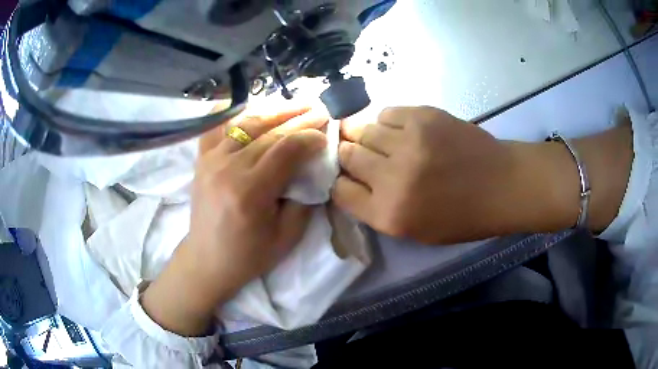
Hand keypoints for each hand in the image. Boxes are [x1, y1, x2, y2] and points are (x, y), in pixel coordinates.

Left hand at [143, 106, 327, 335]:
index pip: (286, 150)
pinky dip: (233, 114)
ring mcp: (211, 160)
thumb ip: (304, 200)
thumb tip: (313, 169)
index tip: (326, 133)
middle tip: (320, 108)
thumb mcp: (287, 237)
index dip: (310, 137)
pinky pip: (217, 128)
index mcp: (251, 191)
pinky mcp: (202, 160)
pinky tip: (249, 105)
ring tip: (296, 104)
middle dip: (299, 118)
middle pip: (269, 132)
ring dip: (275, 111)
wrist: (207, 260)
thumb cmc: (249, 255)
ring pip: (247, 124)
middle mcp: (229, 168)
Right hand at [333, 106, 631, 244]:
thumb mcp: (415, 230)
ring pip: (362, 129)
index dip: (339, 180)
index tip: (347, 176)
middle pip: (347, 155)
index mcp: (390, 214)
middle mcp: (392, 178)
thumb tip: (351, 179)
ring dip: (364, 134)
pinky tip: (400, 129)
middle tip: (359, 154)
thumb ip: (377, 208)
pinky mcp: (423, 116)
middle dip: (348, 155)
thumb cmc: (462, 216)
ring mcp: (408, 142)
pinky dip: (387, 121)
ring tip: (380, 139)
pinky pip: (386, 112)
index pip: (339, 190)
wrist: (502, 184)